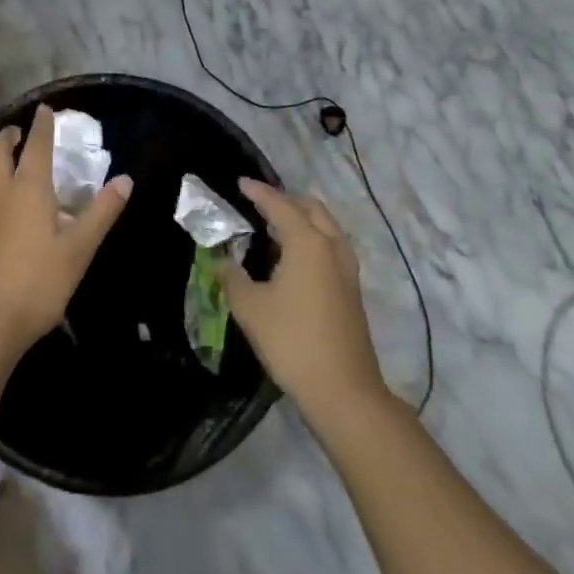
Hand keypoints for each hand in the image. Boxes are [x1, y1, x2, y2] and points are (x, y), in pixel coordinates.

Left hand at [0, 105, 130, 365]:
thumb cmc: (35, 284)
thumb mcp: (78, 250)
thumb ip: (101, 213)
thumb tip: (125, 180)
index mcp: (28, 187)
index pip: (35, 144)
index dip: (42, 125)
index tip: (44, 110)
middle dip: (9, 135)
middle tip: (19, 132)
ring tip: (4, 160)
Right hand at [220, 179, 385, 419]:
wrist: (343, 391)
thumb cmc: (292, 341)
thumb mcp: (250, 307)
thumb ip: (232, 277)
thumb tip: (222, 260)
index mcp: (307, 242)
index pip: (279, 205)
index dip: (259, 192)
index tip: (241, 183)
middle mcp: (331, 247)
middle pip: (311, 209)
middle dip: (286, 200)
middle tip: (260, 203)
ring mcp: (347, 269)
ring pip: (326, 228)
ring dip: (302, 220)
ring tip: (275, 228)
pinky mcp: (352, 290)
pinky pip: (330, 247)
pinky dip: (312, 239)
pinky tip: (293, 259)